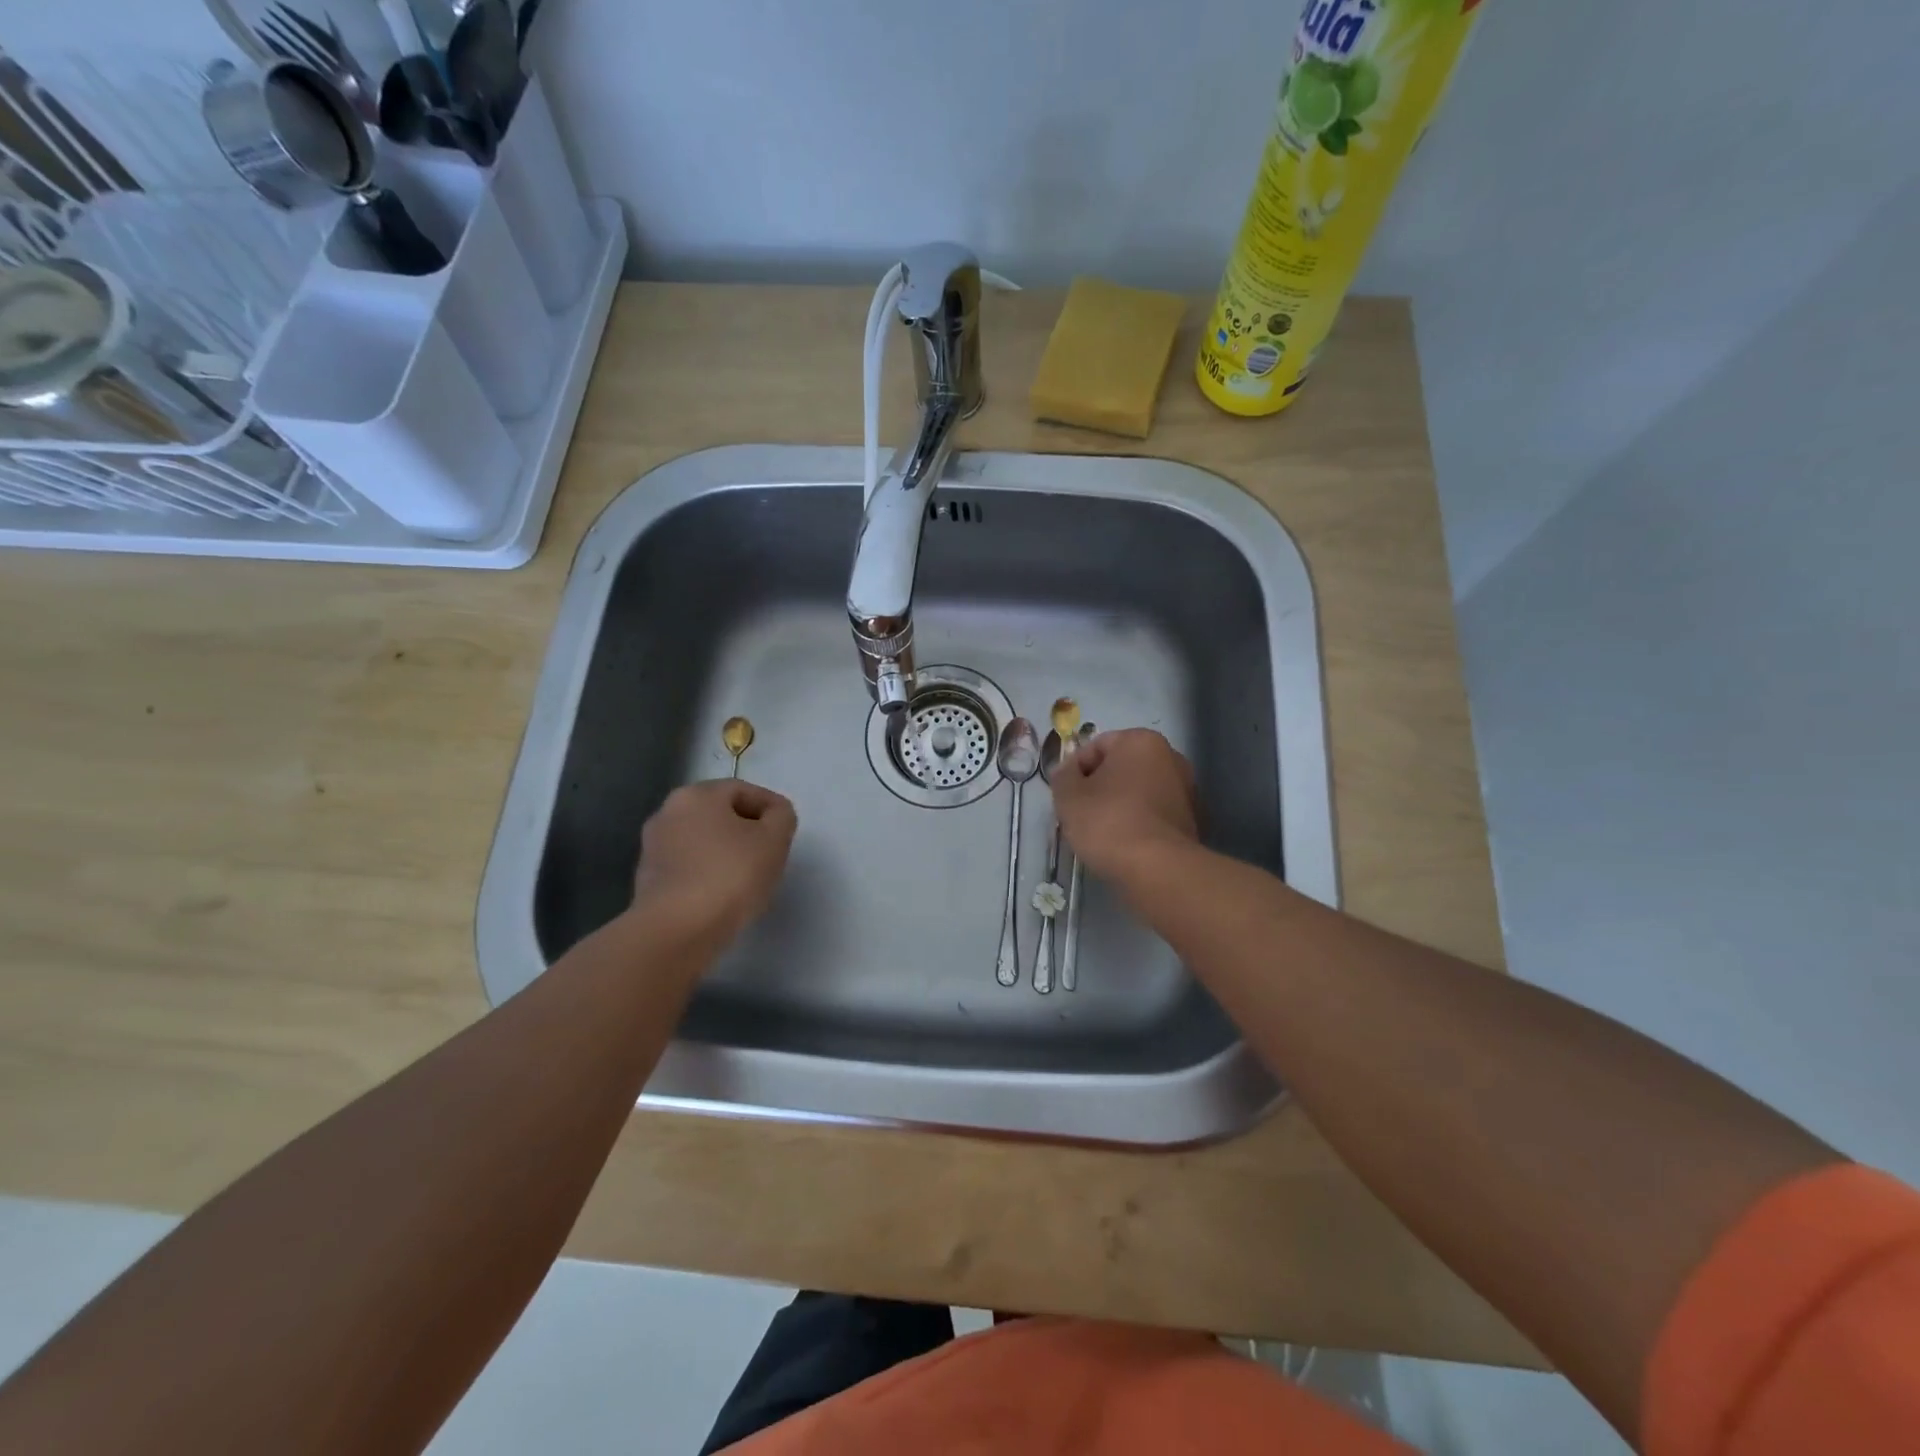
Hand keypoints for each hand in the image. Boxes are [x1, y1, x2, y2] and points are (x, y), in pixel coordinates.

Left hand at [631, 780, 797, 944]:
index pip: (743, 790)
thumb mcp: (774, 839)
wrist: (677, 931)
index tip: (787, 832)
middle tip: (771, 853)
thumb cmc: (730, 875)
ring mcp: (653, 848)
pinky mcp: (648, 881)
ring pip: (703, 841)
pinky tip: (724, 895)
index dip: (770, 807)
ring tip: (750, 877)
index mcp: (696, 795)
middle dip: (747, 830)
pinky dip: (708, 873)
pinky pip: (689, 867)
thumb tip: (773, 815)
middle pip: (719, 814)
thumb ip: (782, 817)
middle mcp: (667, 813)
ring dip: (726, 852)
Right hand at [1050, 729, 1199, 886]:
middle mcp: (1170, 756)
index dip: (1075, 769)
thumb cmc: (1108, 822)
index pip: (1096, 746)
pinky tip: (1124, 843)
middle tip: (1080, 812)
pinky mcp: (1191, 819)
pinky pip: (1153, 812)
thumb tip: (1067, 771)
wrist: (1157, 869)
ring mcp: (1185, 788)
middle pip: (1121, 766)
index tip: (1066, 795)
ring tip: (1101, 831)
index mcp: (1141, 741)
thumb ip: (1063, 776)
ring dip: (1119, 804)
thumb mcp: (1068, 796)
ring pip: (1139, 790)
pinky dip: (1138, 821)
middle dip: (1099, 786)